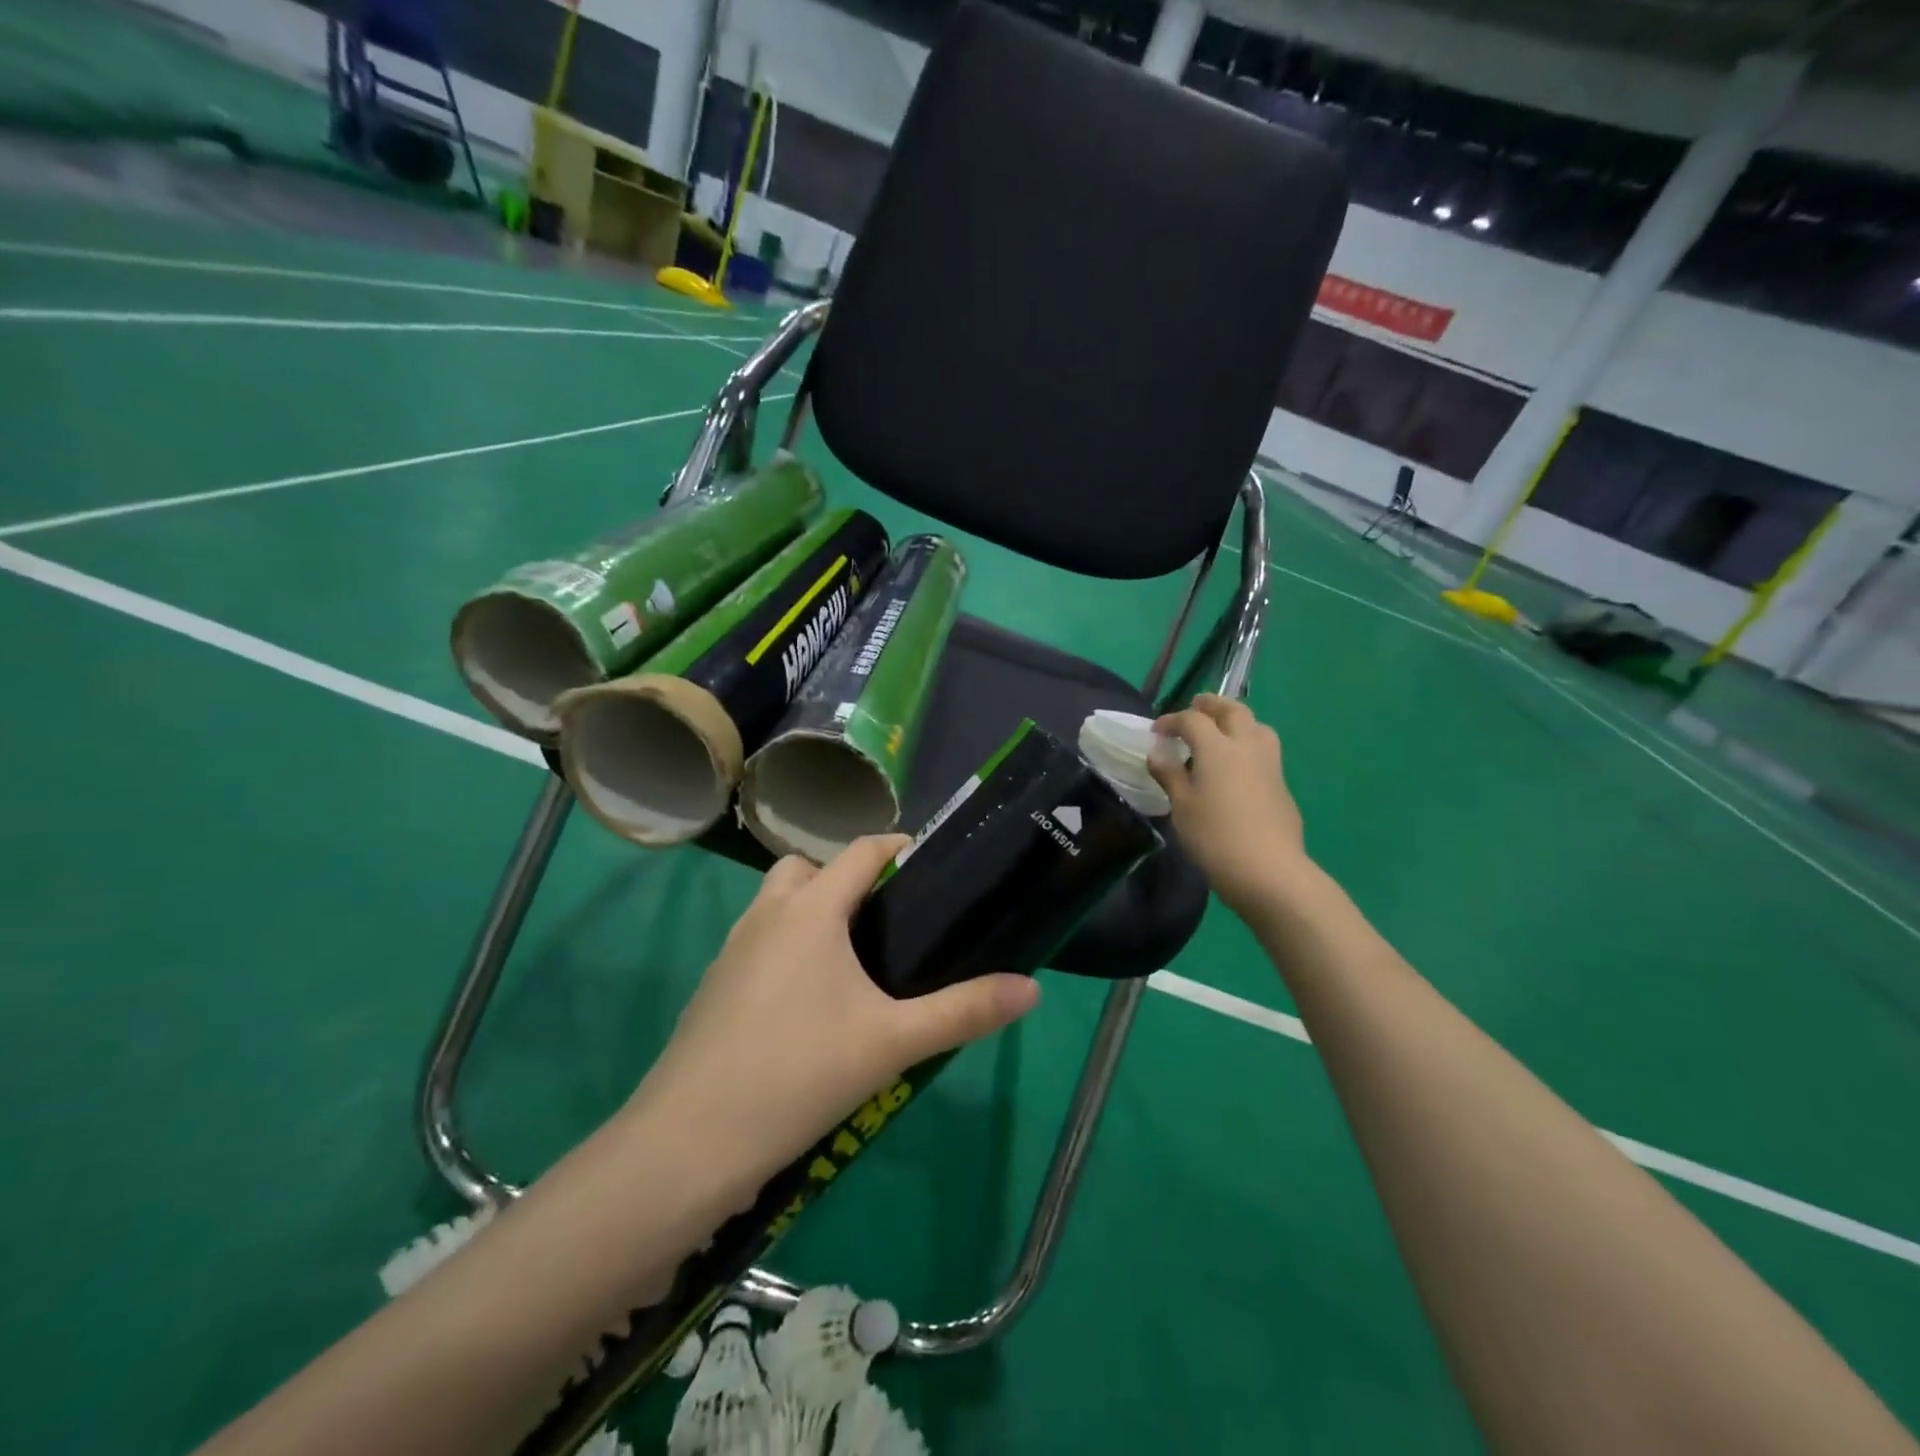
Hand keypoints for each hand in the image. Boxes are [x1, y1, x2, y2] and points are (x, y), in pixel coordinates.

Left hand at [636, 835, 1039, 1183]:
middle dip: (848, 880)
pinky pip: (758, 943)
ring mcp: (731, 950)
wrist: (689, 1144)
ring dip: (812, 913)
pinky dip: (786, 949)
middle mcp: (766, 915)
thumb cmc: (799, 1073)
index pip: (860, 850)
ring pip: (777, 905)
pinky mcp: (714, 987)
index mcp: (810, 910)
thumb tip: (1031, 988)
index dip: (898, 847)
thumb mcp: (893, 1043)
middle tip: (888, 921)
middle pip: (809, 869)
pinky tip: (808, 1006)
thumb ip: (963, 1011)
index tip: (931, 865)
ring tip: (853, 964)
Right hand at [1149, 694, 1308, 916]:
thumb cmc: (1214, 837)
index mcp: (1218, 748)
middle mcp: (1247, 747)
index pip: (1193, 720)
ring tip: (1222, 731)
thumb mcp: (1181, 806)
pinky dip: (1248, 745)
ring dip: (1238, 720)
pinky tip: (1237, 767)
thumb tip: (1158, 753)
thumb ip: (1170, 775)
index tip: (1156, 730)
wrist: (1268, 871)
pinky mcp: (1282, 786)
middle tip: (1195, 708)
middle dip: (1212, 705)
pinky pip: (1265, 751)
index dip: (1172, 720)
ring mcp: (1270, 765)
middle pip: (1233, 711)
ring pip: (1257, 726)